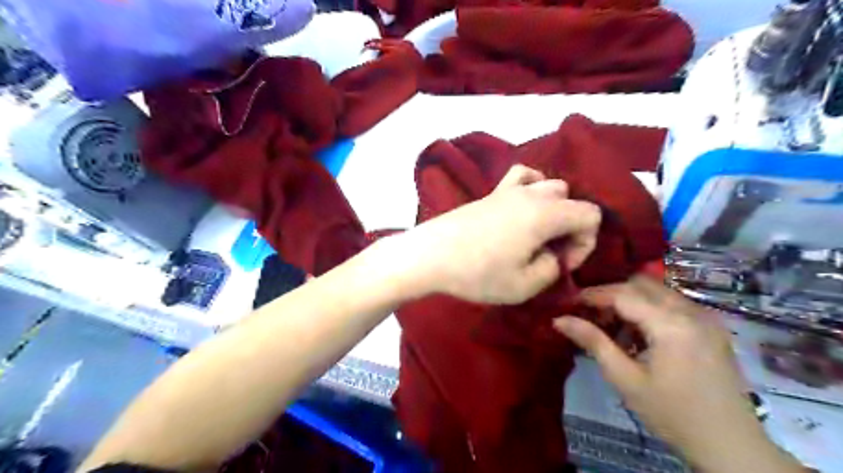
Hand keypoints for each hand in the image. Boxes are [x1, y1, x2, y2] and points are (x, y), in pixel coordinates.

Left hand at [393, 165, 602, 304]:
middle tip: (549, 253)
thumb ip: (551, 269)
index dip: (586, 243)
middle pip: (570, 199)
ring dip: (553, 208)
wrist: (430, 256)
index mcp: (545, 214)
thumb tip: (552, 256)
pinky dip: (530, 186)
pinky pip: (520, 176)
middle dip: (570, 227)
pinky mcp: (489, 193)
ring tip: (537, 232)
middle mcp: (531, 194)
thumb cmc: (477, 273)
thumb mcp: (523, 286)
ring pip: (548, 184)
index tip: (562, 264)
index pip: (590, 215)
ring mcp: (508, 189)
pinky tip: (522, 205)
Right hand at [558, 277, 804, 471]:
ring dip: (630, 301)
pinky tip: (639, 335)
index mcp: (671, 324)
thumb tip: (559, 319)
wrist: (730, 446)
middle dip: (610, 294)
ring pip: (656, 291)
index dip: (592, 295)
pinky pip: (671, 303)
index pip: (622, 294)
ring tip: (612, 328)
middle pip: (640, 284)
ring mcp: (705, 317)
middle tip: (590, 315)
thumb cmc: (672, 414)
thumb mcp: (625, 379)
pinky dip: (648, 310)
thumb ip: (593, 342)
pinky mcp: (711, 326)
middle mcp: (691, 310)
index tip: (568, 303)